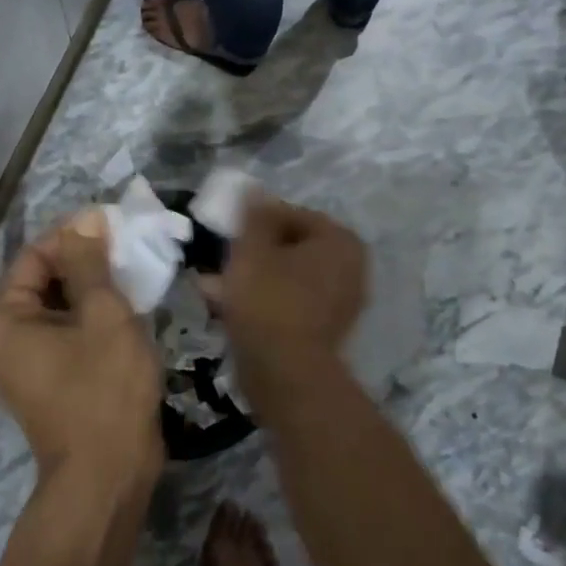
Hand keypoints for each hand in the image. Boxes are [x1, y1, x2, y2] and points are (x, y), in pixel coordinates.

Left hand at [0, 211, 163, 485]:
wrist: (108, 478)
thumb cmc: (103, 390)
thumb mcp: (103, 315)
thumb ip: (90, 262)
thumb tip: (86, 218)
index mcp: (1, 319)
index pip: (35, 255)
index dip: (74, 236)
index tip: (115, 225)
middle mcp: (1, 337)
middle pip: (44, 279)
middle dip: (86, 261)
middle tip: (130, 250)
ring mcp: (23, 361)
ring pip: (59, 304)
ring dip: (94, 288)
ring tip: (134, 274)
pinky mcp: (48, 377)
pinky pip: (66, 330)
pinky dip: (92, 315)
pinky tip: (128, 307)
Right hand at [221, 196, 367, 399]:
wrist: (286, 375)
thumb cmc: (269, 301)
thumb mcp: (252, 249)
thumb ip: (254, 215)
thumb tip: (254, 190)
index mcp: (340, 241)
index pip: (290, 215)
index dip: (255, 221)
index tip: (227, 233)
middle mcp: (350, 267)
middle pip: (289, 247)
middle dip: (253, 252)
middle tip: (221, 259)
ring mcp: (341, 302)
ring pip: (286, 276)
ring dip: (253, 277)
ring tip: (214, 285)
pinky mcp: (325, 330)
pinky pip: (289, 302)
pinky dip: (264, 300)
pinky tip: (229, 307)